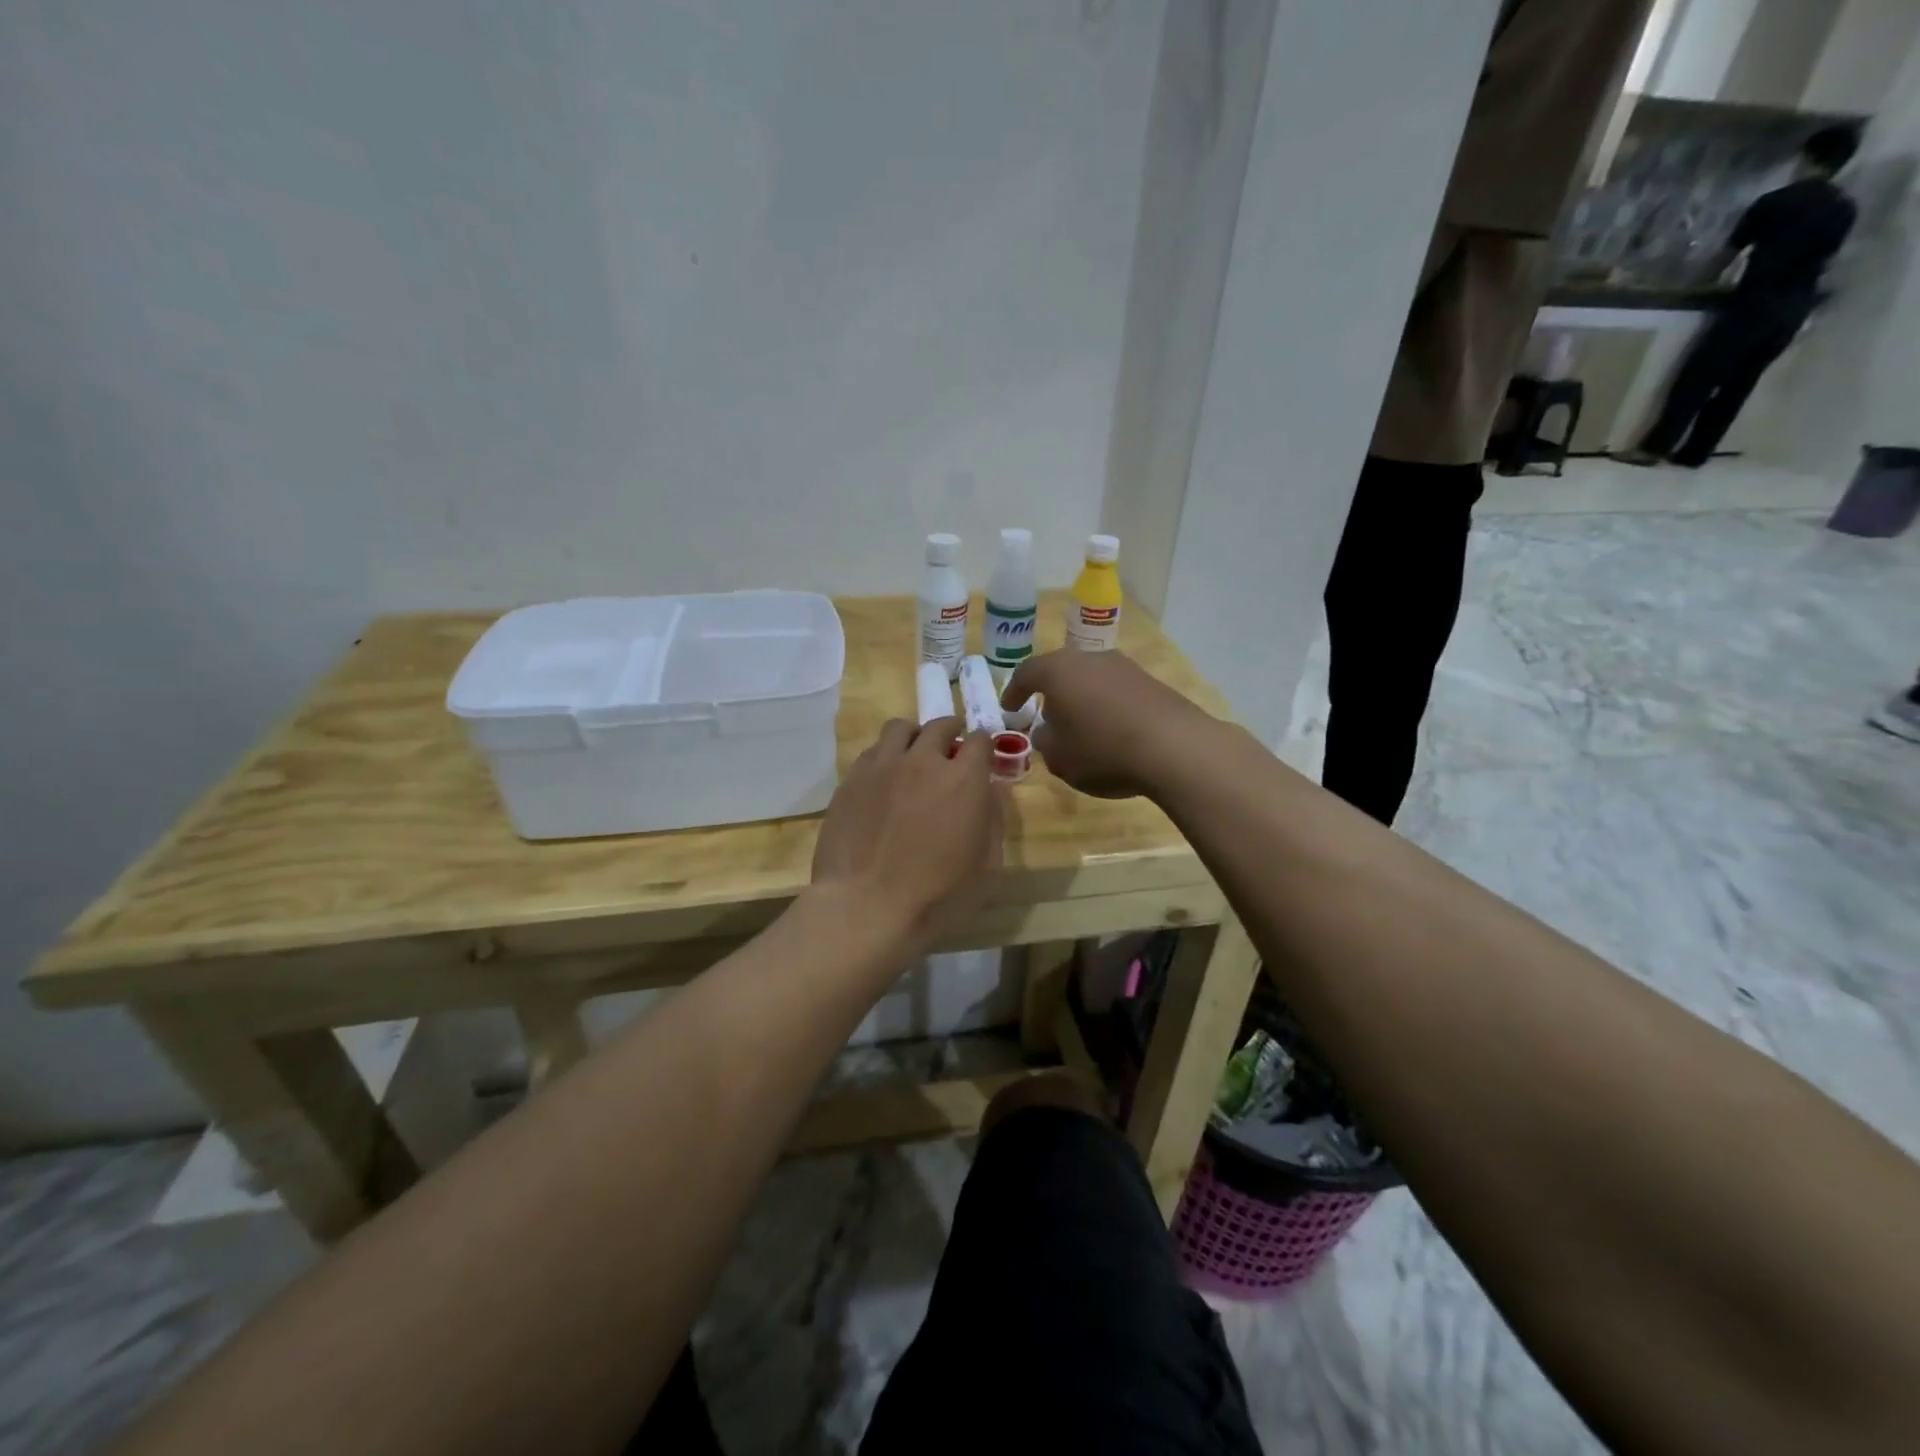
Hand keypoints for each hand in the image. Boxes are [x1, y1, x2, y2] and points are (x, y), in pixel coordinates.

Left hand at [810, 717, 1002, 951]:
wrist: (865, 908)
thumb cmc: (937, 897)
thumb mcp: (987, 867)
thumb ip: (994, 820)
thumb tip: (992, 791)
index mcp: (963, 780)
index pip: (980, 740)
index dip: (984, 746)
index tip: (982, 757)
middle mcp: (922, 761)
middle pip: (939, 726)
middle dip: (950, 733)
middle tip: (950, 751)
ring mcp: (881, 767)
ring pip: (899, 729)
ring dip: (913, 737)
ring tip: (913, 756)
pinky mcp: (850, 781)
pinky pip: (870, 752)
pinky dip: (883, 757)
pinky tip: (883, 780)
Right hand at [1000, 649, 1211, 798]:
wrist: (1173, 747)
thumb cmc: (1102, 750)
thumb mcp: (1060, 757)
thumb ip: (1045, 741)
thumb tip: (1046, 731)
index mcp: (1058, 670)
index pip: (1026, 673)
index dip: (1014, 692)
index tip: (1009, 708)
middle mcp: (1090, 658)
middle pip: (1062, 672)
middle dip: (1052, 695)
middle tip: (1047, 718)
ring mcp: (1124, 666)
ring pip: (1091, 680)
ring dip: (1082, 700)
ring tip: (1081, 728)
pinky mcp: (1151, 682)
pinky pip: (1117, 691)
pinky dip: (1108, 707)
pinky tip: (1112, 732)